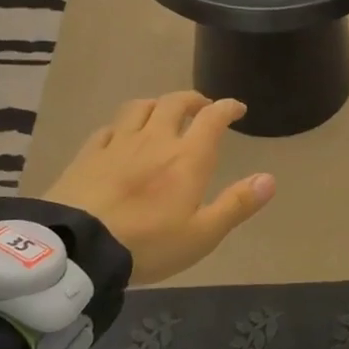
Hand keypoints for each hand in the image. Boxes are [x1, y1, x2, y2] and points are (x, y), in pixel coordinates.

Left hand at [42, 92, 274, 285]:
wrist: (78, 248)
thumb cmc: (148, 244)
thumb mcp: (202, 234)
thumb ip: (237, 205)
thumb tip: (270, 178)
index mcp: (187, 157)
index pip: (212, 118)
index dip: (227, 108)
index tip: (237, 108)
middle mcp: (155, 140)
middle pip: (174, 103)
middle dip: (193, 100)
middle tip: (202, 107)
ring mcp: (118, 144)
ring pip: (139, 108)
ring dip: (157, 104)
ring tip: (162, 112)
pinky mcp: (88, 154)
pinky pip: (109, 128)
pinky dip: (122, 125)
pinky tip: (121, 135)